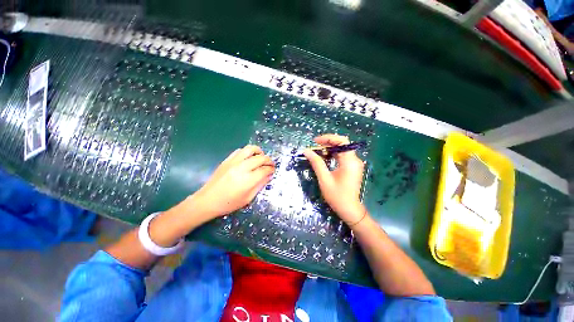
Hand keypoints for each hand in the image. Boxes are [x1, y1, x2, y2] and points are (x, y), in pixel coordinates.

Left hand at [192, 145, 274, 218]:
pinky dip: (247, 152)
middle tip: (271, 164)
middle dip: (268, 160)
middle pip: (260, 158)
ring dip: (259, 151)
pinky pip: (240, 151)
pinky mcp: (227, 160)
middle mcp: (242, 168)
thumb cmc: (229, 203)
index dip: (271, 169)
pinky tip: (248, 158)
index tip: (273, 170)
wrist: (207, 200)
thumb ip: (260, 185)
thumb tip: (269, 176)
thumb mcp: (248, 198)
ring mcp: (233, 162)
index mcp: (248, 180)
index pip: (264, 170)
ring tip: (261, 157)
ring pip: (250, 149)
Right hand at [304, 134, 366, 224]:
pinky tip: (325, 157)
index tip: (315, 141)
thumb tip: (306, 151)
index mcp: (349, 162)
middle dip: (327, 142)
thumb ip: (316, 163)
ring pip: (342, 149)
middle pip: (342, 144)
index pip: (341, 141)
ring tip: (317, 151)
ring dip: (329, 148)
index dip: (328, 138)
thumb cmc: (336, 196)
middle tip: (314, 146)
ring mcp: (355, 163)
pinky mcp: (352, 167)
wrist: (349, 209)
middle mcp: (355, 160)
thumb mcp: (324, 178)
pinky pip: (343, 155)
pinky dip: (333, 154)